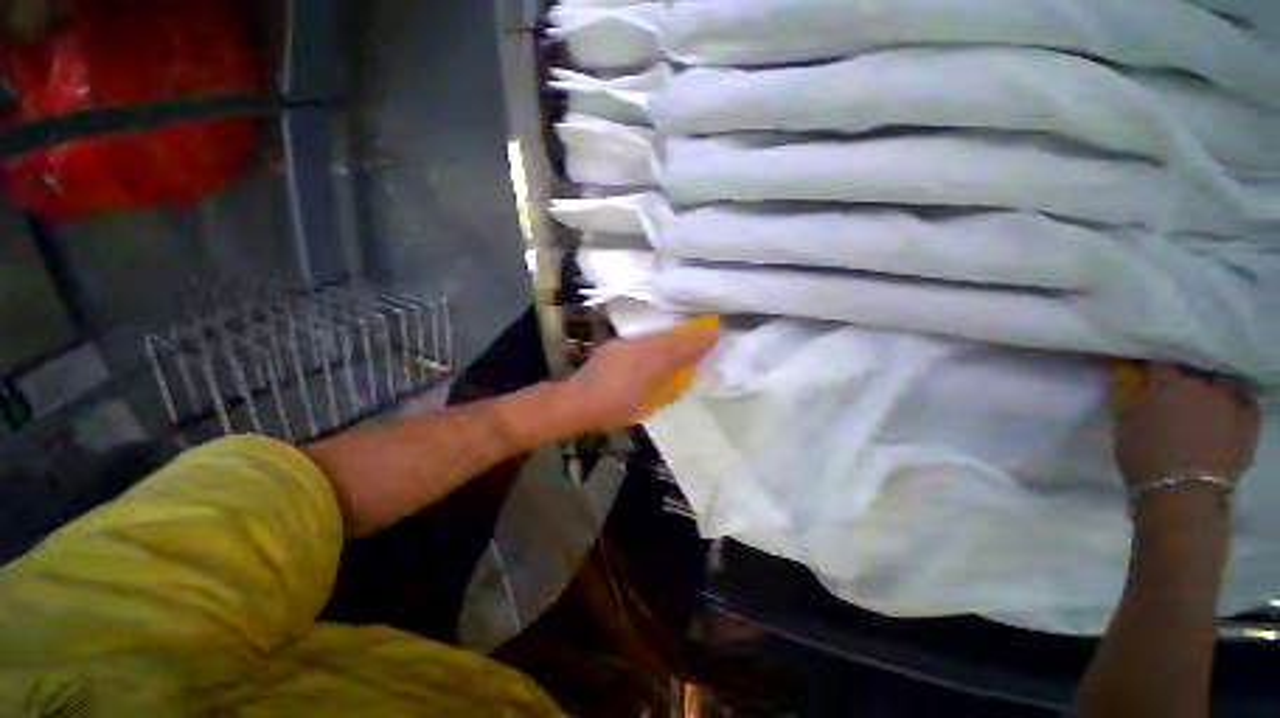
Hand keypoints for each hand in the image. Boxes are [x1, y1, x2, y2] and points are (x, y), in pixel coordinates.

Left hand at [564, 316, 719, 432]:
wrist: (579, 401)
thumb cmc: (619, 407)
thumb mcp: (653, 400)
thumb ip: (673, 381)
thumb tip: (688, 366)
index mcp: (655, 359)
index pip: (686, 343)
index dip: (703, 338)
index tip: (717, 332)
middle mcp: (643, 344)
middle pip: (672, 335)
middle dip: (689, 334)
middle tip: (703, 334)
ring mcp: (627, 342)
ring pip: (656, 335)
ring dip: (671, 338)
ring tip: (682, 342)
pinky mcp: (616, 344)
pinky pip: (642, 339)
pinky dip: (653, 342)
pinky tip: (652, 351)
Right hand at [1115, 364, 1259, 488]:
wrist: (1182, 496)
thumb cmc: (1144, 457)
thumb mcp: (1125, 423)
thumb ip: (1132, 395)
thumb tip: (1134, 377)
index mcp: (1168, 380)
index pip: (1158, 360)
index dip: (1151, 364)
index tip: (1144, 370)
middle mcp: (1202, 382)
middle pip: (1193, 368)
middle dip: (1184, 374)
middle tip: (1175, 386)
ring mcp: (1230, 399)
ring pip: (1220, 381)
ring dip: (1210, 386)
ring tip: (1202, 399)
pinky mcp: (1249, 417)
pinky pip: (1243, 399)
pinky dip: (1234, 400)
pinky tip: (1225, 410)